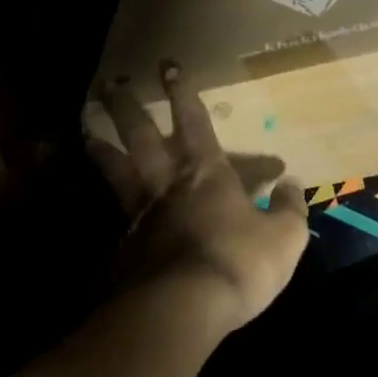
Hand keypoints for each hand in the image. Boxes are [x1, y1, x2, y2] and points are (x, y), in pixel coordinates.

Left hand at [87, 62, 309, 336]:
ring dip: (100, 142)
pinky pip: (110, 212)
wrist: (180, 310)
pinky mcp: (122, 247)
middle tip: (111, 81)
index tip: (169, 66)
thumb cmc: (237, 264)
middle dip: (128, 105)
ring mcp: (139, 214)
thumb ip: (289, 208)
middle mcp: (167, 183)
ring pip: (115, 167)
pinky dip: (101, 198)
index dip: (183, 93)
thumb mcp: (284, 238)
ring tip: (84, 123)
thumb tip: (293, 184)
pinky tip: (96, 200)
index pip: (194, 121)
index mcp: (206, 172)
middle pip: (141, 135)